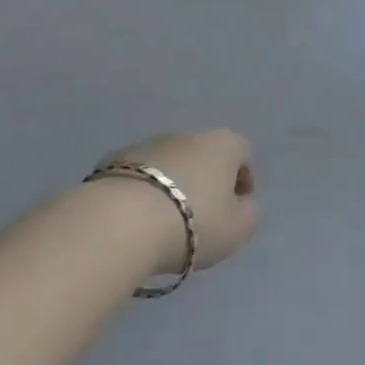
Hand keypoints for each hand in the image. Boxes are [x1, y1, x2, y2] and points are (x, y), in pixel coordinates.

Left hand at [94, 130, 259, 275]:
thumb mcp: (238, 229)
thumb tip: (242, 204)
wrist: (123, 221)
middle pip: (204, 156)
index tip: (236, 209)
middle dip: (205, 182)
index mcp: (222, 144)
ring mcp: (149, 143)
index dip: (243, 180)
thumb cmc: (193, 222)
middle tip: (201, 219)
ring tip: (165, 223)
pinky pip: (139, 176)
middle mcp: (187, 135)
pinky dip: (143, 192)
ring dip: (172, 186)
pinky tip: (137, 220)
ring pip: (170, 164)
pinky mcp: (115, 160)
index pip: (243, 152)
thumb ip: (249, 214)